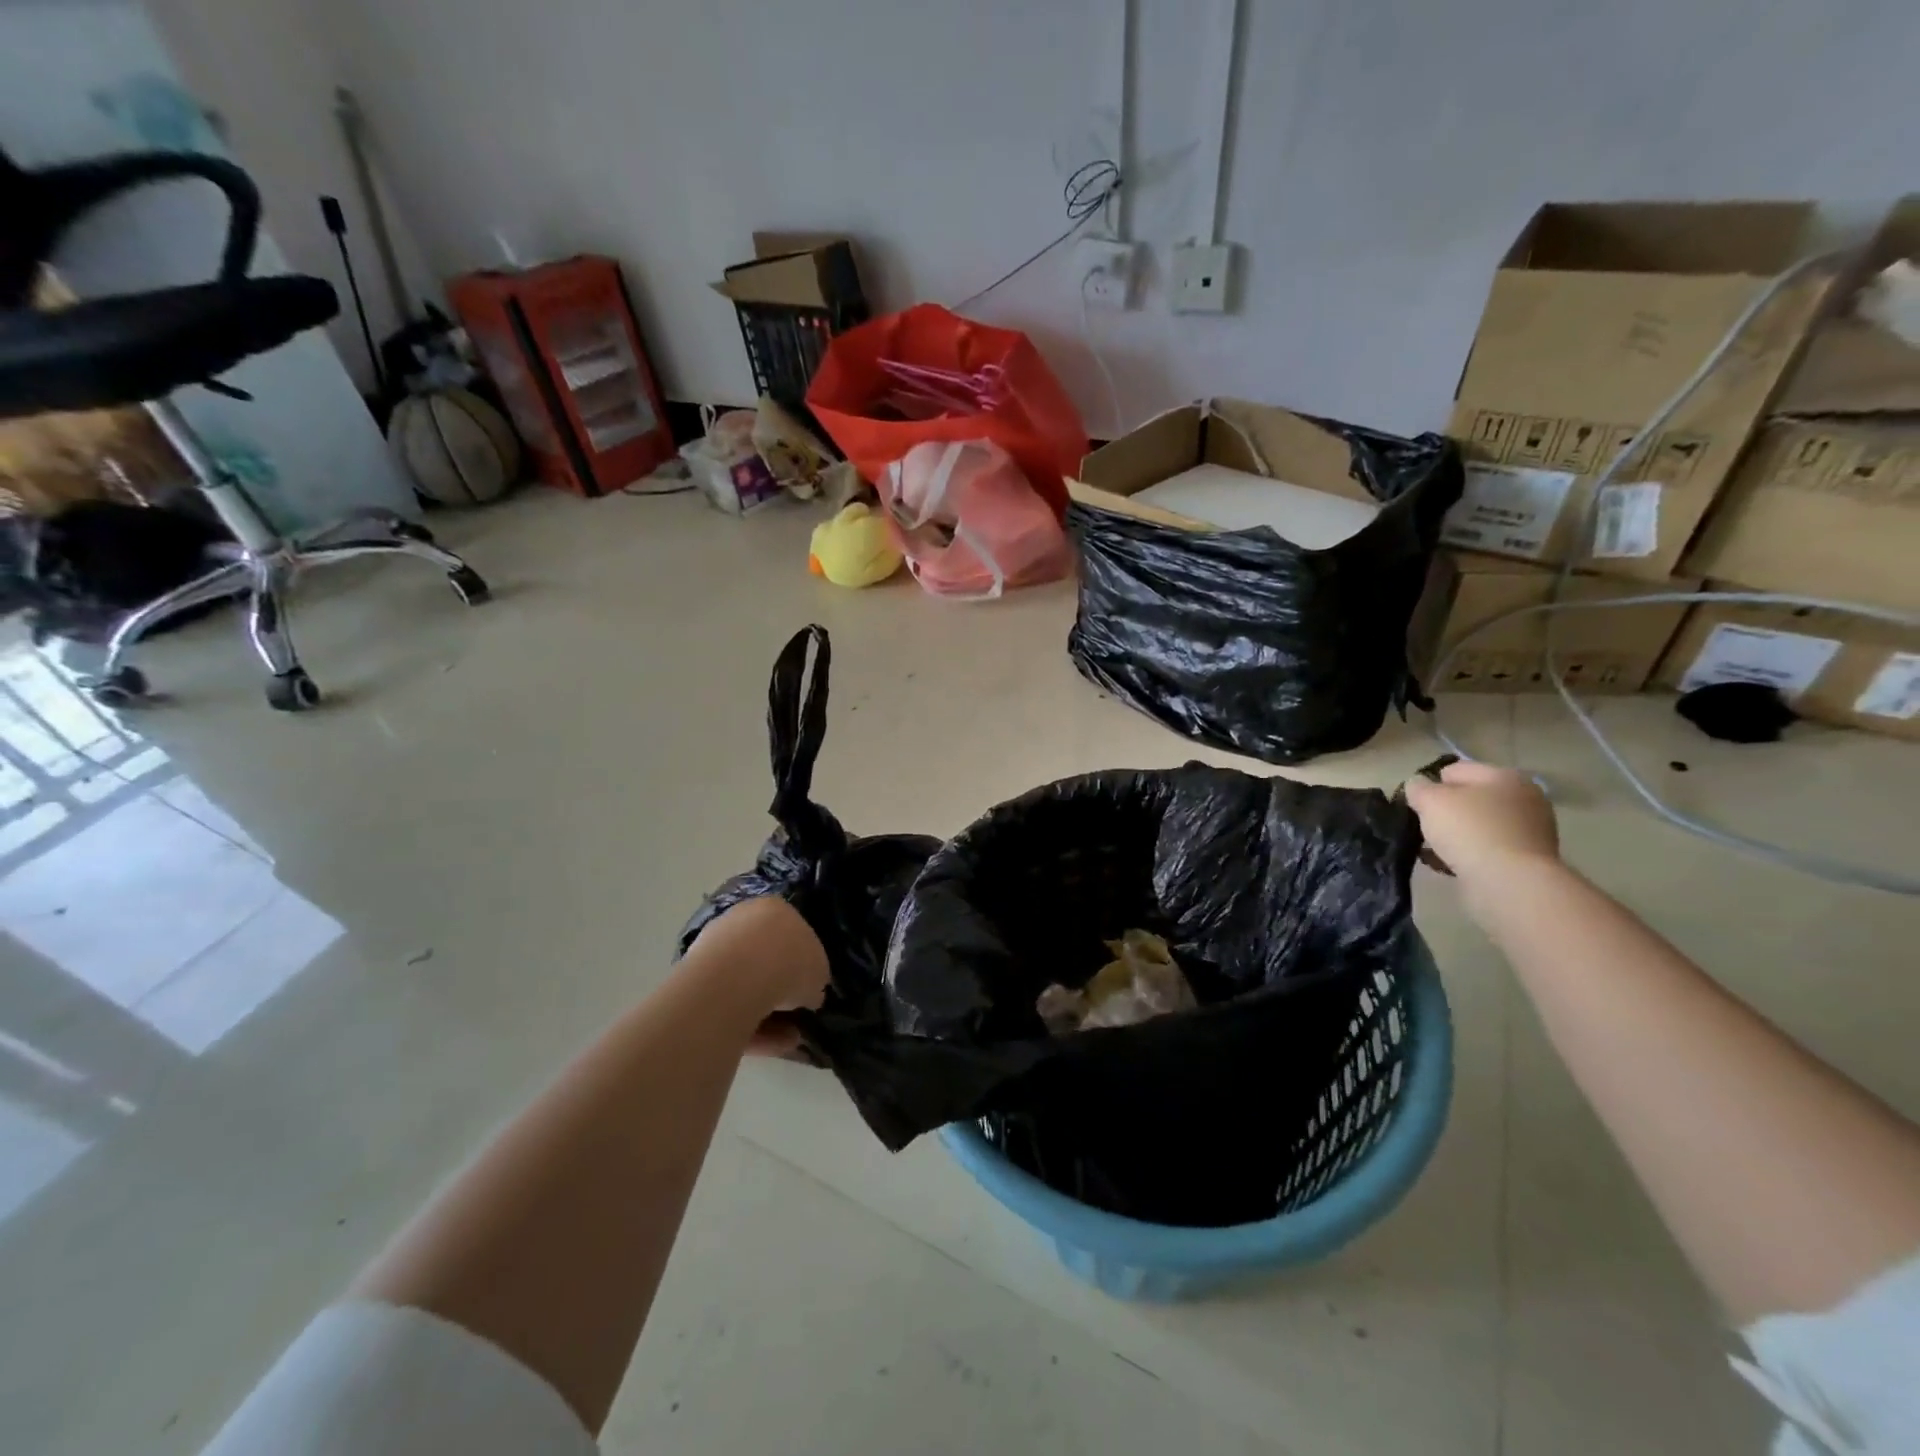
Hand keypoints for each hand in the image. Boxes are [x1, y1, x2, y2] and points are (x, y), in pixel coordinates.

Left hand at [684, 897, 830, 1056]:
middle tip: (797, 1012)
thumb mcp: (819, 970)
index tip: (809, 985)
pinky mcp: (695, 984)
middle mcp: (740, 922)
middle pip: (764, 958)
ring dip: (769, 1014)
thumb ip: (813, 978)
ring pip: (746, 987)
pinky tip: (773, 1044)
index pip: (791, 932)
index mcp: (772, 908)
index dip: (802, 960)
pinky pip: (729, 1007)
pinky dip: (751, 1026)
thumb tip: (807, 993)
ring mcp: (713, 952)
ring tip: (790, 1038)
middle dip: (780, 988)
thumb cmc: (788, 961)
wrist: (737, 979)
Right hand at [1402, 761, 1559, 888]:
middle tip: (1425, 828)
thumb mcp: (1430, 800)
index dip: (1430, 785)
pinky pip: (1487, 849)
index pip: (1456, 770)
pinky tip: (1449, 864)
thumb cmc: (1470, 831)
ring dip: (1456, 835)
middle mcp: (1523, 799)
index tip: (1416, 805)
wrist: (1510, 883)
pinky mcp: (1527, 860)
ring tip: (1433, 850)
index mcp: (1504, 776)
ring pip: (1478, 825)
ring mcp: (1530, 831)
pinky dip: (1468, 854)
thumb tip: (1419, 786)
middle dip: (1445, 811)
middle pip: (1470, 798)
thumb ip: (1418, 787)